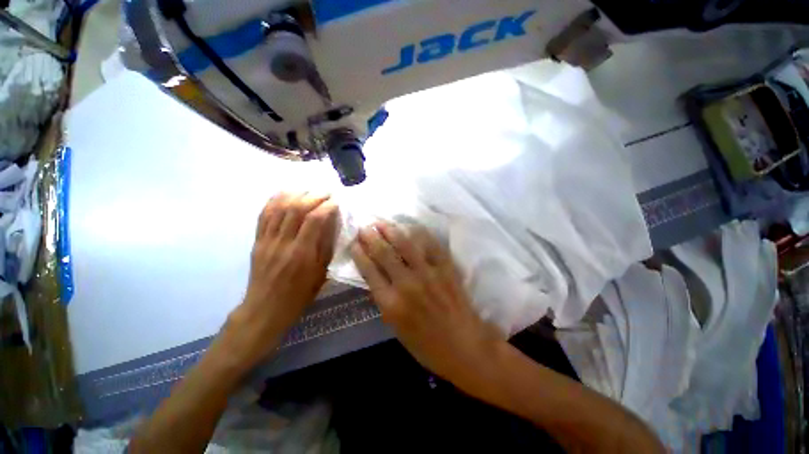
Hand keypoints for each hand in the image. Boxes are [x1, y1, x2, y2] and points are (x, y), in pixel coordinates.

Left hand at [224, 192, 338, 368]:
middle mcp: (283, 243)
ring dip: (295, 194)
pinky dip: (274, 200)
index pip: (314, 219)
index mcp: (301, 253)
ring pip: (278, 208)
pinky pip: (263, 215)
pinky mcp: (257, 241)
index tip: (337, 201)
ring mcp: (267, 240)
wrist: (265, 308)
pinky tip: (285, 193)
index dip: (327, 206)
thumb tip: (332, 224)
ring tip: (309, 189)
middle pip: (296, 209)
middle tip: (326, 192)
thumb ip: (326, 246)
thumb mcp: (320, 273)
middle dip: (313, 196)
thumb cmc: (299, 294)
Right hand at [350, 222, 502, 382]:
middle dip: (371, 237)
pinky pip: (431, 245)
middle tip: (365, 227)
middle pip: (384, 253)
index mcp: (391, 304)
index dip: (360, 253)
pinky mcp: (446, 268)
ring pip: (405, 244)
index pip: (369, 270)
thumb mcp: (396, 328)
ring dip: (391, 230)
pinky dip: (419, 234)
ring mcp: (428, 273)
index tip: (355, 243)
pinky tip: (411, 228)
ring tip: (383, 223)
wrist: (465, 346)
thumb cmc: (427, 345)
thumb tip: (377, 275)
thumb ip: (385, 300)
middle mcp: (406, 284)